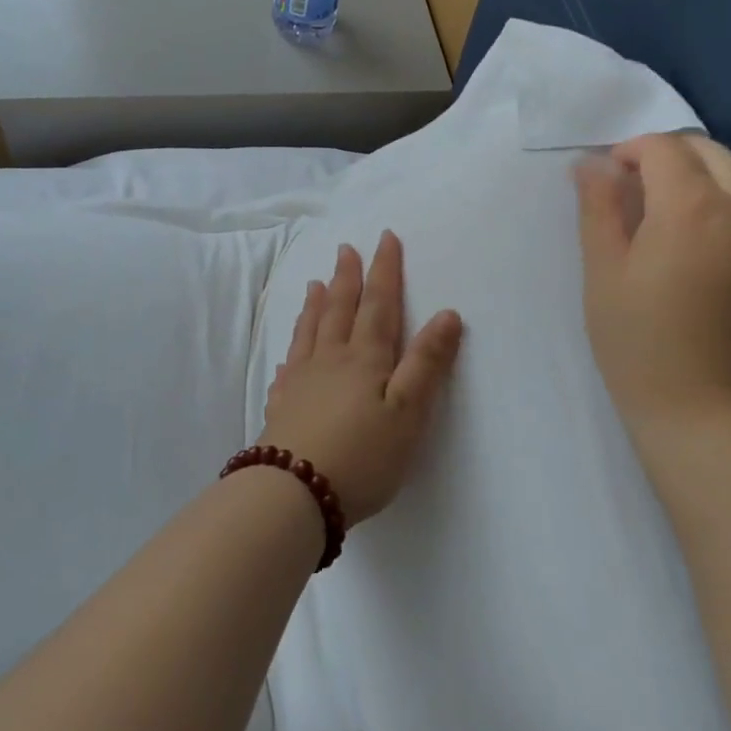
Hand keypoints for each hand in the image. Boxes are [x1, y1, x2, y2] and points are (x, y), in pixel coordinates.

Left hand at [260, 231, 463, 523]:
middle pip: (339, 309)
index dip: (384, 270)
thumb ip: (426, 363)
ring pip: (310, 332)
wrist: (295, 492)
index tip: (384, 238)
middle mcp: (330, 360)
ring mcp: (301, 382)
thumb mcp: (407, 412)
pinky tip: (290, 355)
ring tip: (315, 283)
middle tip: (346, 249)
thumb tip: (447, 314)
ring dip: (316, 305)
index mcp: (364, 358)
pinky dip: (293, 351)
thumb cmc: (363, 455)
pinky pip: (288, 368)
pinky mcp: (282, 407)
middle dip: (347, 278)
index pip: (379, 304)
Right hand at [574, 132, 730, 437]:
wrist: (714, 417)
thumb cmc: (641, 345)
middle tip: (634, 185)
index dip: (631, 150)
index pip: (665, 148)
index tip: (607, 176)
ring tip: (669, 207)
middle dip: (670, 153)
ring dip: (705, 173)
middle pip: (712, 152)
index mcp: (691, 207)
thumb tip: (592, 165)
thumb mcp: (603, 274)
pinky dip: (729, 200)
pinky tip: (703, 238)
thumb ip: (599, 210)